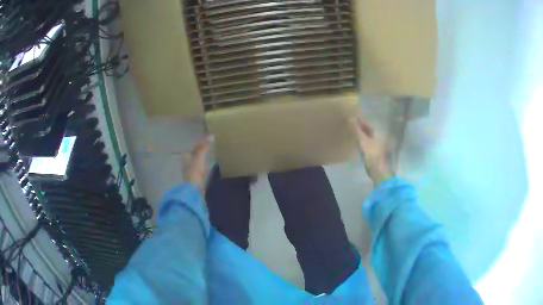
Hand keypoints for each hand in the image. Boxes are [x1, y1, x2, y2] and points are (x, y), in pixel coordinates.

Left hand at [183, 136, 211, 192]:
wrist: (194, 189)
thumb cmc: (195, 171)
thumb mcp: (200, 156)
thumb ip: (205, 146)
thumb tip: (211, 135)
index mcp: (186, 157)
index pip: (193, 149)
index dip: (199, 145)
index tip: (206, 141)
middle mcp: (187, 164)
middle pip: (194, 156)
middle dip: (200, 153)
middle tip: (209, 149)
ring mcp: (191, 173)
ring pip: (197, 164)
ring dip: (202, 161)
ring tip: (210, 158)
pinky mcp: (196, 181)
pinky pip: (200, 171)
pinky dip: (204, 168)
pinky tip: (209, 169)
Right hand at [351, 118, 393, 185]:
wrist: (379, 172)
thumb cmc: (372, 155)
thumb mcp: (362, 141)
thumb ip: (356, 130)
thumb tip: (350, 118)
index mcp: (378, 135)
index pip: (369, 126)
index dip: (361, 122)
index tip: (353, 118)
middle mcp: (380, 140)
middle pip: (370, 132)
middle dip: (362, 129)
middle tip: (352, 126)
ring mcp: (378, 148)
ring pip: (369, 139)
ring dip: (362, 136)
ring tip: (354, 134)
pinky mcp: (376, 156)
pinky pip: (368, 145)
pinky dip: (363, 143)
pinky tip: (359, 145)